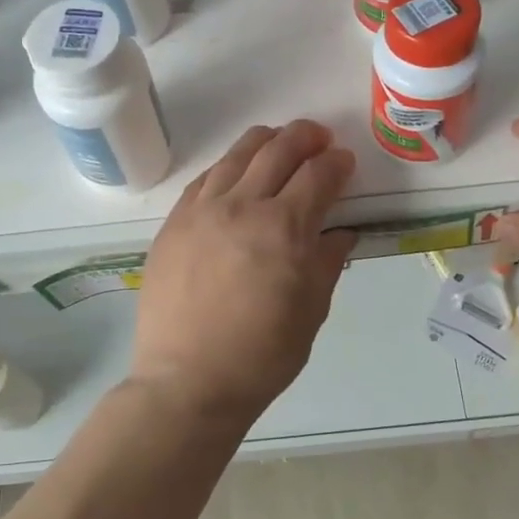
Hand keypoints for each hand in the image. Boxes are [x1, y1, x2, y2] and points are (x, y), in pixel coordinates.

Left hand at [131, 121, 358, 423]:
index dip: (336, 163)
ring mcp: (201, 211)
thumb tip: (340, 232)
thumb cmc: (261, 356)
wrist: (187, 381)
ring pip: (236, 155)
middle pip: (278, 151)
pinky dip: (227, 165)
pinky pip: (204, 179)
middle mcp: (242, 207)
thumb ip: (326, 262)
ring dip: (265, 141)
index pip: (317, 176)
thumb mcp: (310, 312)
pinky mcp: (173, 223)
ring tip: (278, 141)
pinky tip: (235, 171)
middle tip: (319, 139)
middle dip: (304, 137)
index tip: (344, 161)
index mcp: (284, 229)